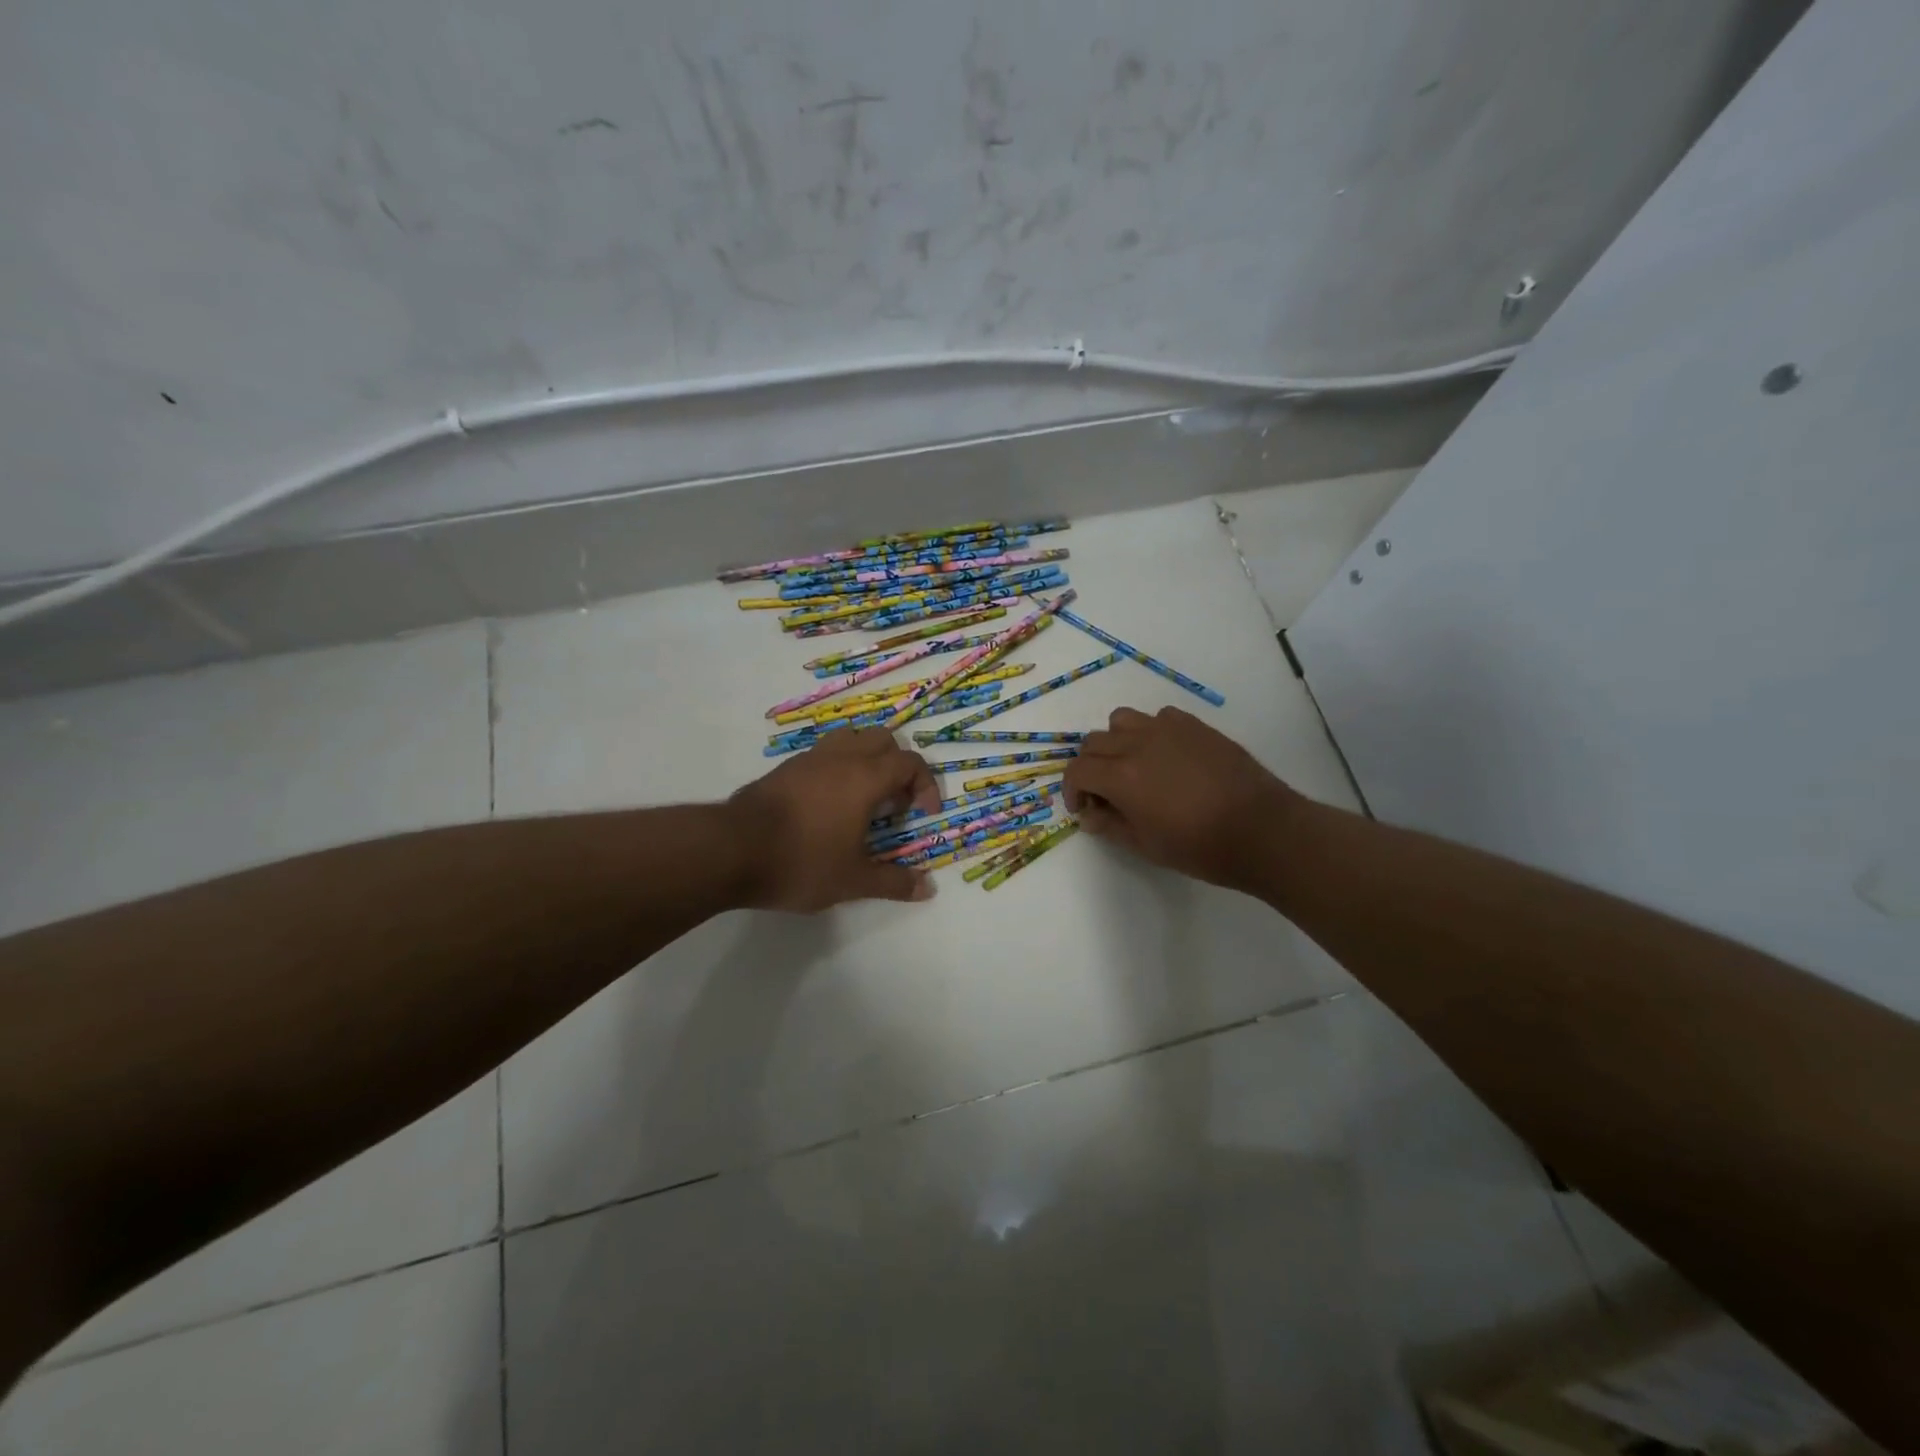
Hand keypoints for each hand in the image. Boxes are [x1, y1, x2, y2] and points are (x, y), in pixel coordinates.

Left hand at [726, 727, 942, 910]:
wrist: (731, 849)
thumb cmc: (801, 861)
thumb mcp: (852, 880)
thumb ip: (893, 882)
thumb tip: (928, 889)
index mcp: (865, 777)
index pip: (909, 763)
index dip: (926, 785)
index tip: (923, 814)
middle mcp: (840, 758)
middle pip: (883, 740)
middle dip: (898, 767)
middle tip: (894, 803)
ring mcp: (809, 759)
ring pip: (850, 739)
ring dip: (867, 760)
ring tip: (864, 798)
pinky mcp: (785, 769)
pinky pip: (824, 753)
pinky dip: (839, 767)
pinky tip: (829, 804)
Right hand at [1063, 706, 1302, 894]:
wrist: (1262, 830)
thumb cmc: (1201, 847)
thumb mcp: (1146, 846)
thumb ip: (1111, 826)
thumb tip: (1090, 815)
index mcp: (1121, 776)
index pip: (1077, 770)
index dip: (1073, 790)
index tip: (1084, 809)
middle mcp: (1138, 743)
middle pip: (1094, 742)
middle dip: (1091, 767)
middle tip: (1105, 794)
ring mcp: (1168, 729)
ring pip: (1122, 720)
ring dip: (1116, 742)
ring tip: (1132, 766)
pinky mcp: (1195, 726)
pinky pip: (1159, 718)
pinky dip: (1151, 732)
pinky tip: (1167, 756)